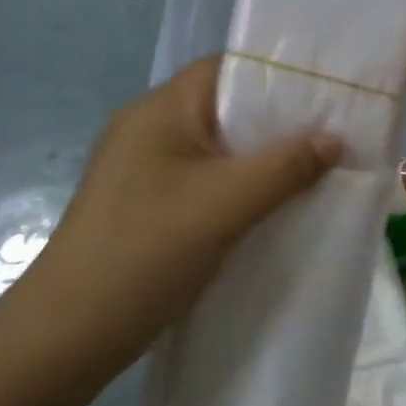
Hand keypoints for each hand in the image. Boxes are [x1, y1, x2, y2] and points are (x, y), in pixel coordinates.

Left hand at [9, 58, 339, 377]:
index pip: (228, 69)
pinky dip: (244, 188)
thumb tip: (336, 140)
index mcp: (161, 110)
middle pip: (228, 109)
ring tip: (319, 169)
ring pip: (221, 150)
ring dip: (265, 159)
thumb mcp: (227, 203)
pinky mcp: (149, 206)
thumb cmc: (146, 251)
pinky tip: (277, 206)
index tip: (331, 93)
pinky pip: (209, 181)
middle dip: (281, 122)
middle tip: (337, 134)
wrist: (67, 336)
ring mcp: (147, 170)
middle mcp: (150, 129)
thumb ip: (288, 166)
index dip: (281, 75)